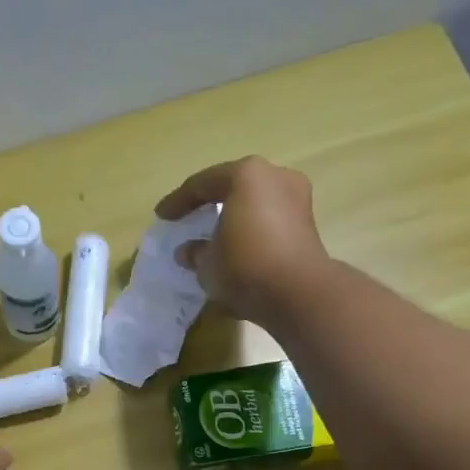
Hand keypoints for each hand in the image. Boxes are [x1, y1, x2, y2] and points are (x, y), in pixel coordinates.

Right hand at [155, 156, 327, 324]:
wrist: (299, 294)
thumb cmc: (245, 267)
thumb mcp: (207, 264)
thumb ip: (195, 252)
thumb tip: (188, 251)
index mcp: (246, 175)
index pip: (202, 184)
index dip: (178, 202)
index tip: (162, 216)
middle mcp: (275, 177)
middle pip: (233, 188)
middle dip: (210, 204)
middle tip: (189, 219)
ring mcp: (297, 198)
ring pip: (254, 204)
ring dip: (233, 219)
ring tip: (214, 238)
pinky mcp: (307, 225)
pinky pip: (270, 221)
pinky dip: (252, 232)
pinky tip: (238, 249)